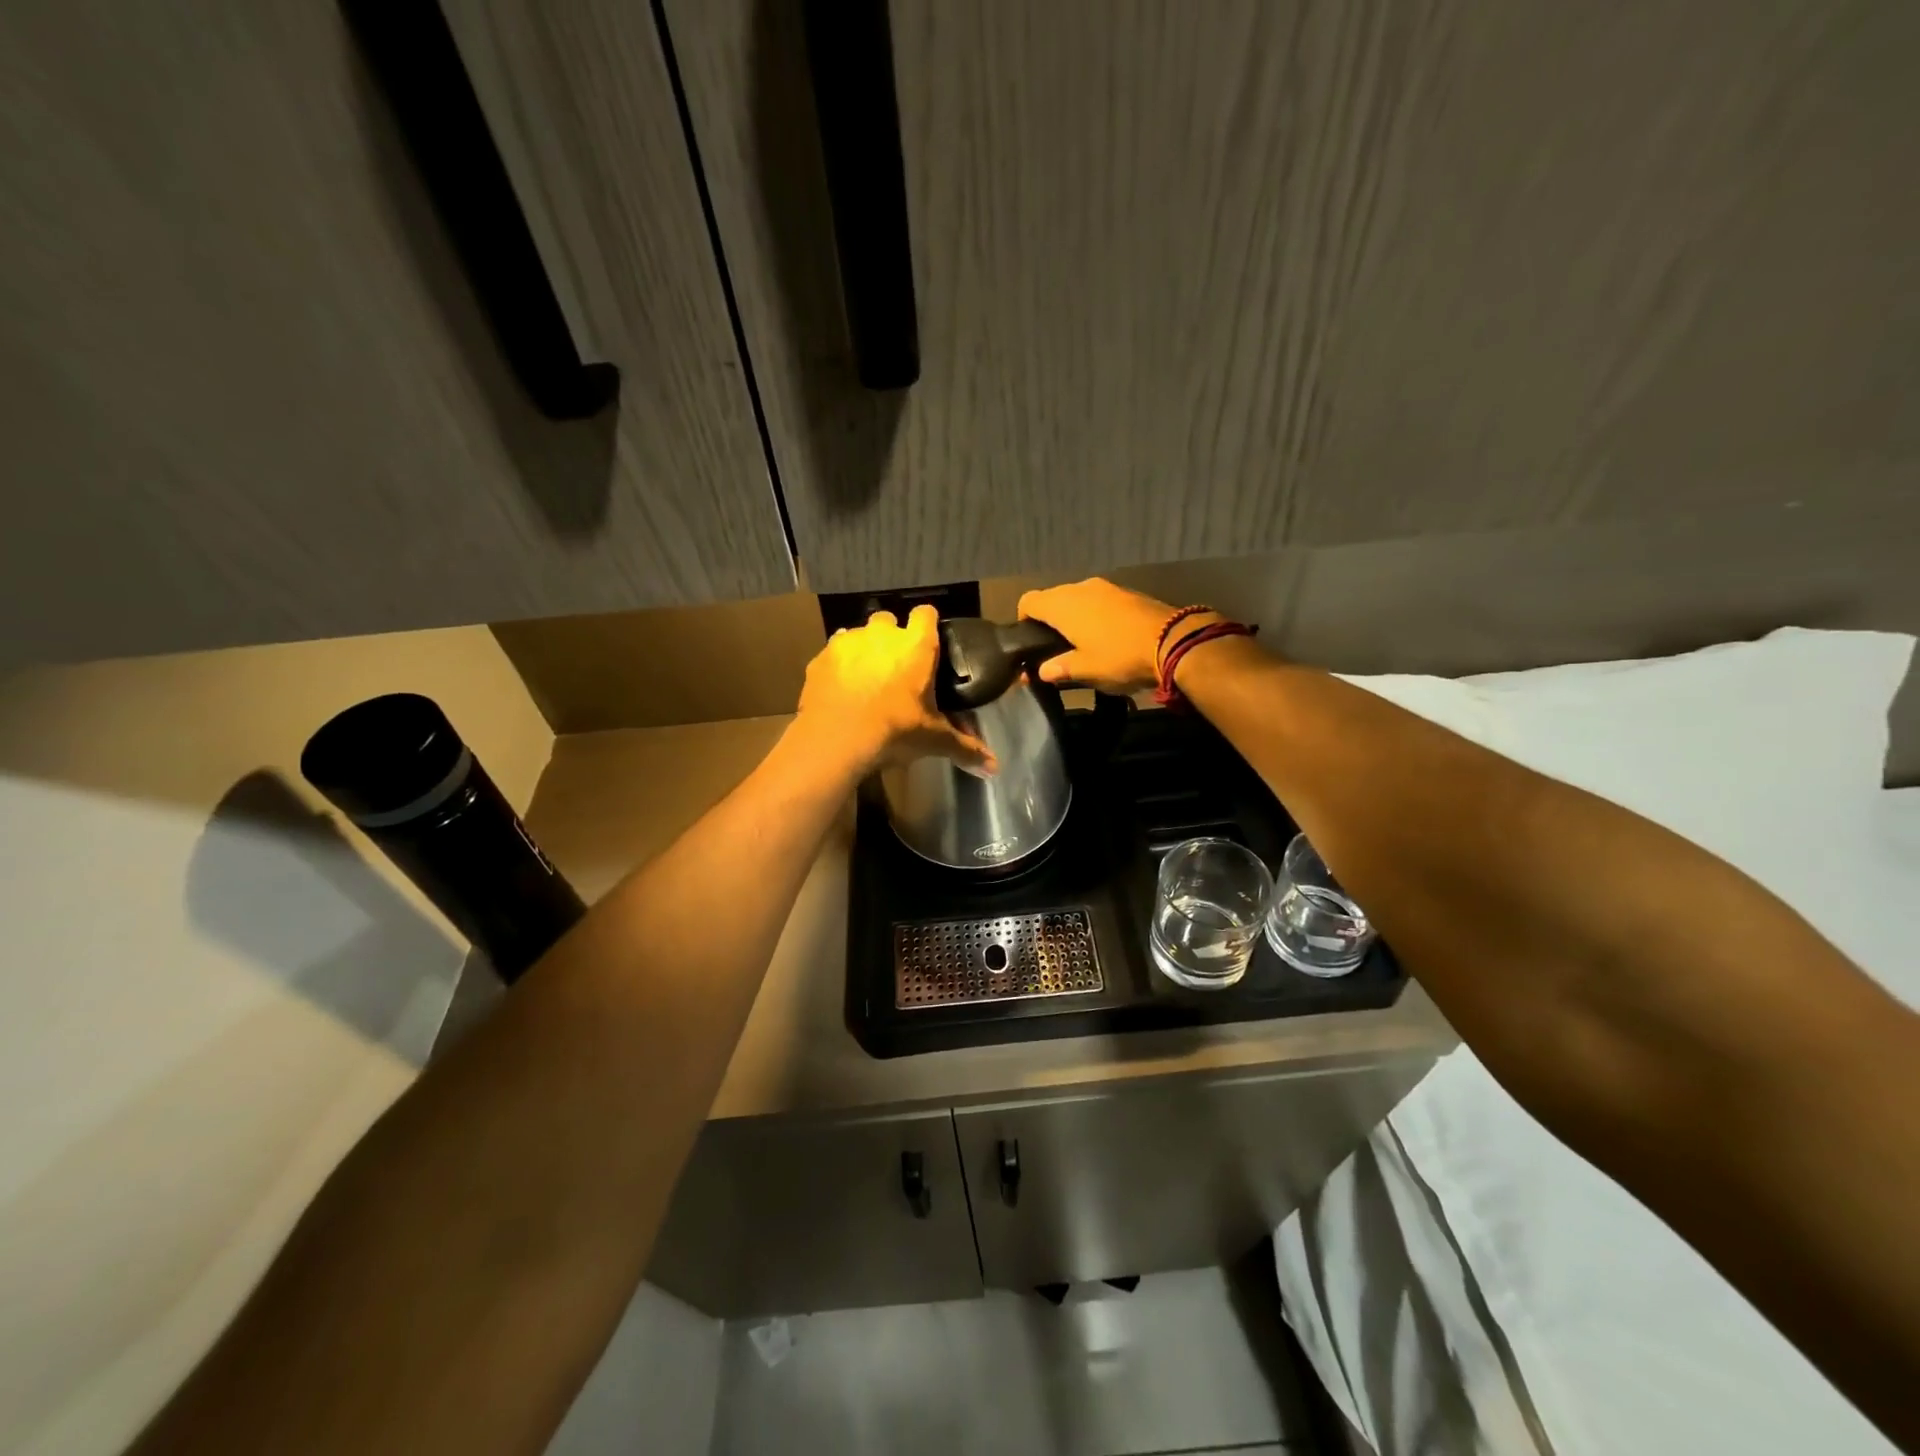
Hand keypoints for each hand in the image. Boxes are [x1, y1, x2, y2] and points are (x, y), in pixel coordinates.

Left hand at [795, 606, 995, 775]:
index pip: (926, 613)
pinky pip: (833, 652)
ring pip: (858, 634)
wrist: (836, 739)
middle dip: (891, 638)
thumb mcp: (934, 740)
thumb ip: (965, 748)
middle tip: (895, 667)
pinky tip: (841, 688)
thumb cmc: (895, 730)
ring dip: (863, 649)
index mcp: (916, 645)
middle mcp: (882, 634)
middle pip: (888, 620)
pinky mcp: (821, 657)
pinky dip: (838, 665)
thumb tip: (995, 768)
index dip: (927, 626)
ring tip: (866, 679)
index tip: (928, 644)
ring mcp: (848, 642)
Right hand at [1017, 578, 1197, 693]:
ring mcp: (1106, 587)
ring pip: (1077, 598)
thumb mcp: (1085, 670)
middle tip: (1054, 648)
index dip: (1023, 620)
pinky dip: (1094, 614)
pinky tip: (1106, 636)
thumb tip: (1042, 671)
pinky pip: (1099, 600)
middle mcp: (1080, 588)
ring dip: (1074, 617)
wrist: (1173, 641)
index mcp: (1063, 605)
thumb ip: (1059, 668)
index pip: (1029, 601)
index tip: (1030, 641)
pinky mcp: (1126, 592)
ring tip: (1081, 643)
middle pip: (1053, 598)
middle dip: (1049, 620)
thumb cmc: (1119, 657)